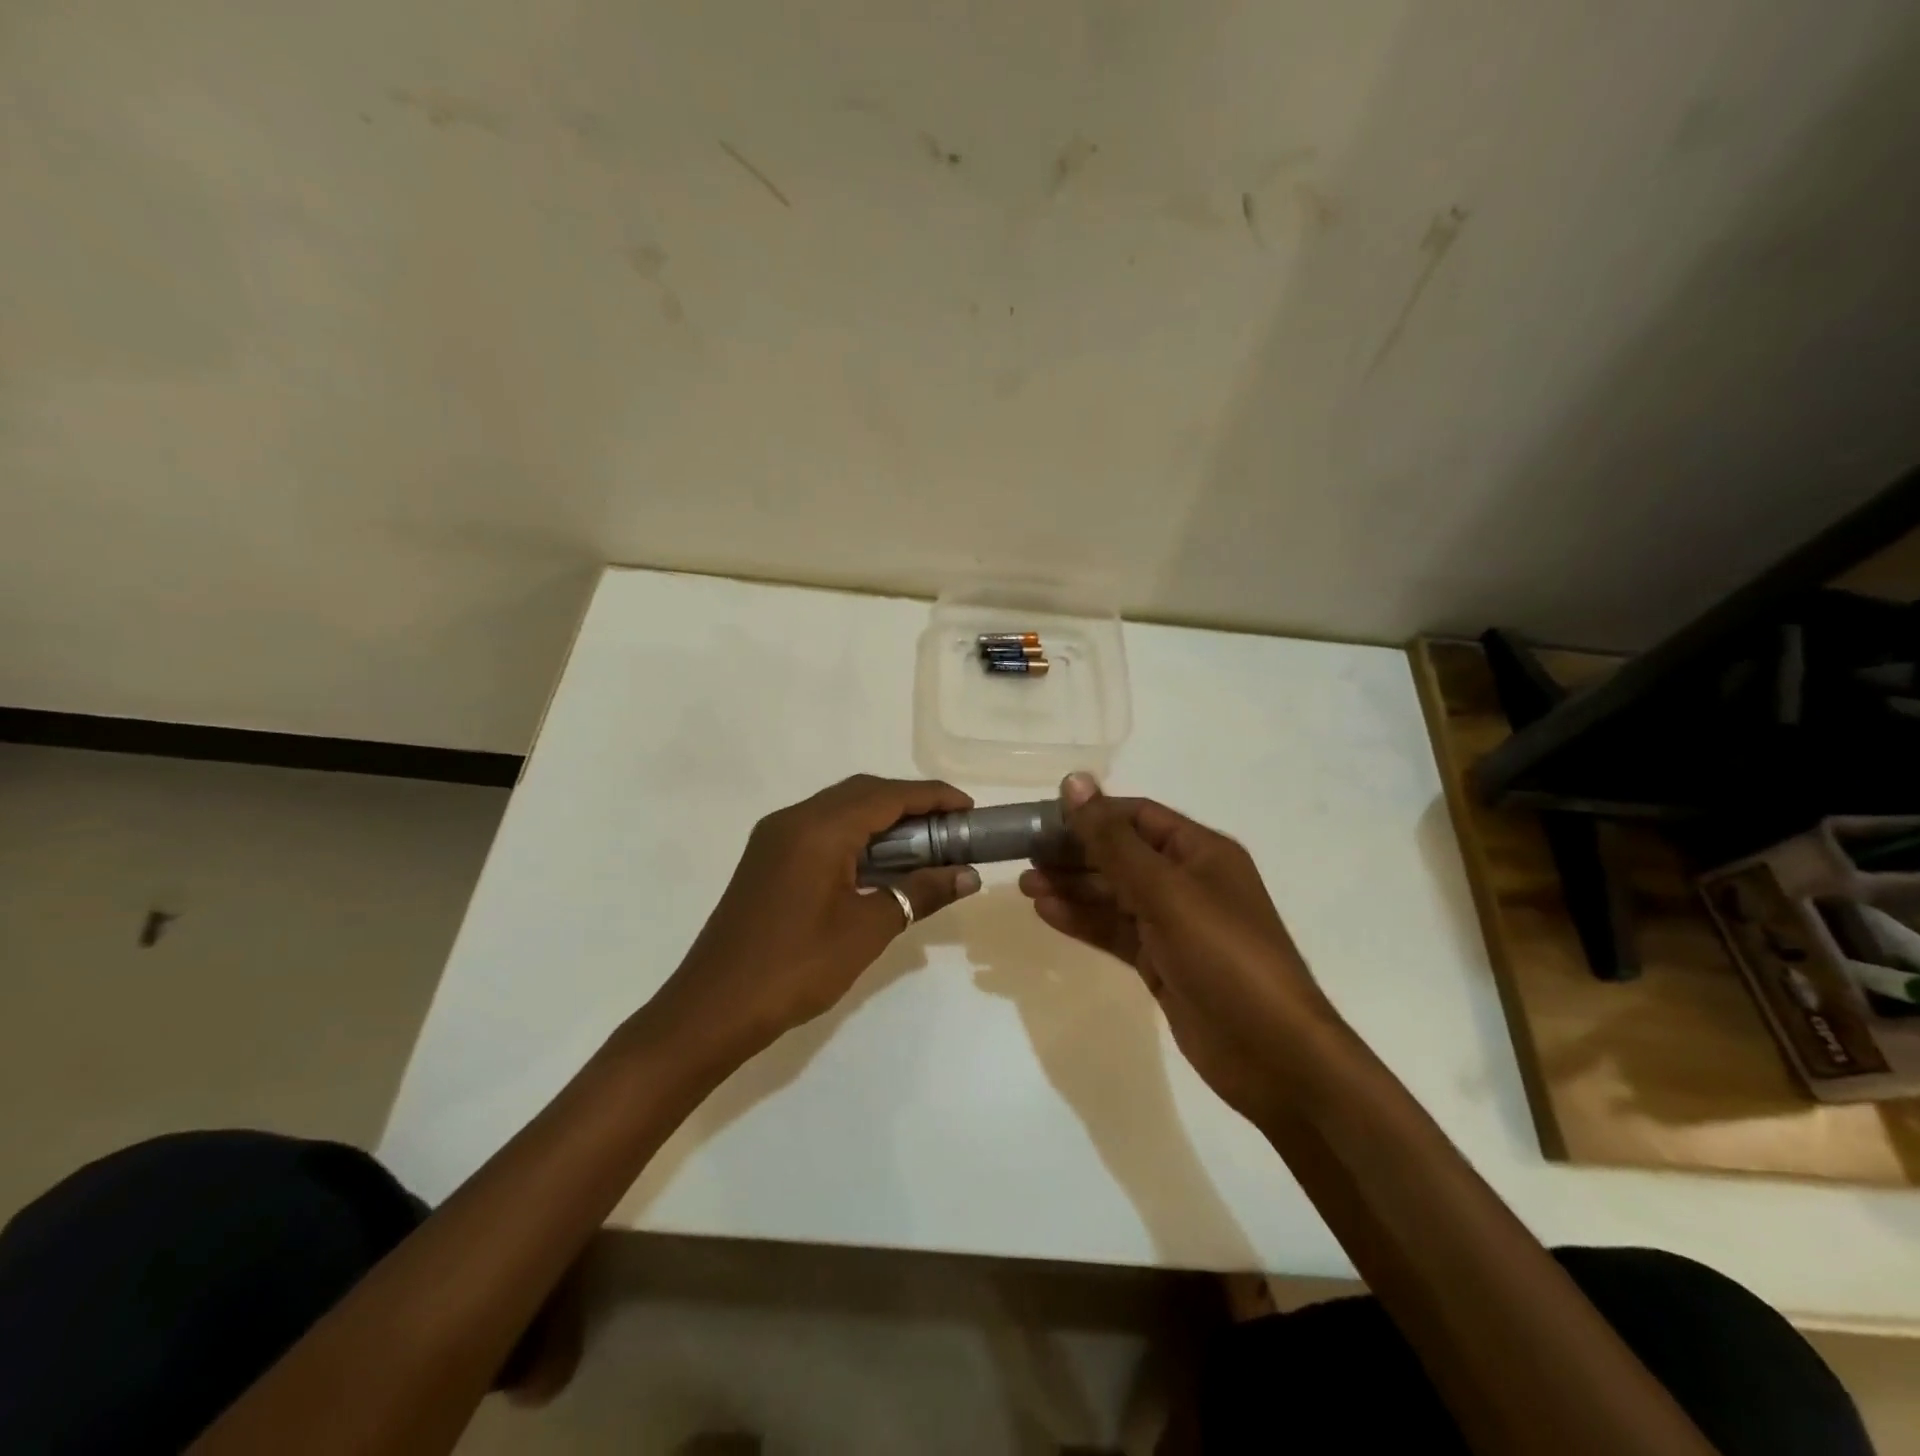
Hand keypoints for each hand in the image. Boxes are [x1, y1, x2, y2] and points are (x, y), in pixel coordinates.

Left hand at [654, 775, 982, 1058]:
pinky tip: (879, 863)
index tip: (970, 809)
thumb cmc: (795, 968)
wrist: (712, 1009)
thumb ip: (919, 894)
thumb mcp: (867, 931)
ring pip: (840, 809)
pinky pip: (821, 829)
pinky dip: (857, 835)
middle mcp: (794, 819)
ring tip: (924, 845)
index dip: (933, 797)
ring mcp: (775, 838)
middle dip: (910, 803)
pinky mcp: (767, 858)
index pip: (887, 796)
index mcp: (818, 829)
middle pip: (862, 793)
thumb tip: (967, 876)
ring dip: (883, 819)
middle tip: (951, 827)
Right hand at [1018, 773, 1338, 1123]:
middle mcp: (1188, 882)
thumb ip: (1113, 841)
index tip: (1043, 818)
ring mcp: (1175, 925)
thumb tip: (1074, 781)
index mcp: (1201, 852)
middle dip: (1075, 853)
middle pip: (1122, 855)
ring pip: (1114, 895)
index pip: (1137, 817)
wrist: (1273, 1055)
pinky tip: (1047, 913)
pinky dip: (1084, 921)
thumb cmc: (1224, 956)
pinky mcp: (1162, 963)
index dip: (1092, 814)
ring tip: (1025, 885)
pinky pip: (1116, 932)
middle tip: (1024, 854)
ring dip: (1072, 888)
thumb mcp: (1166, 891)